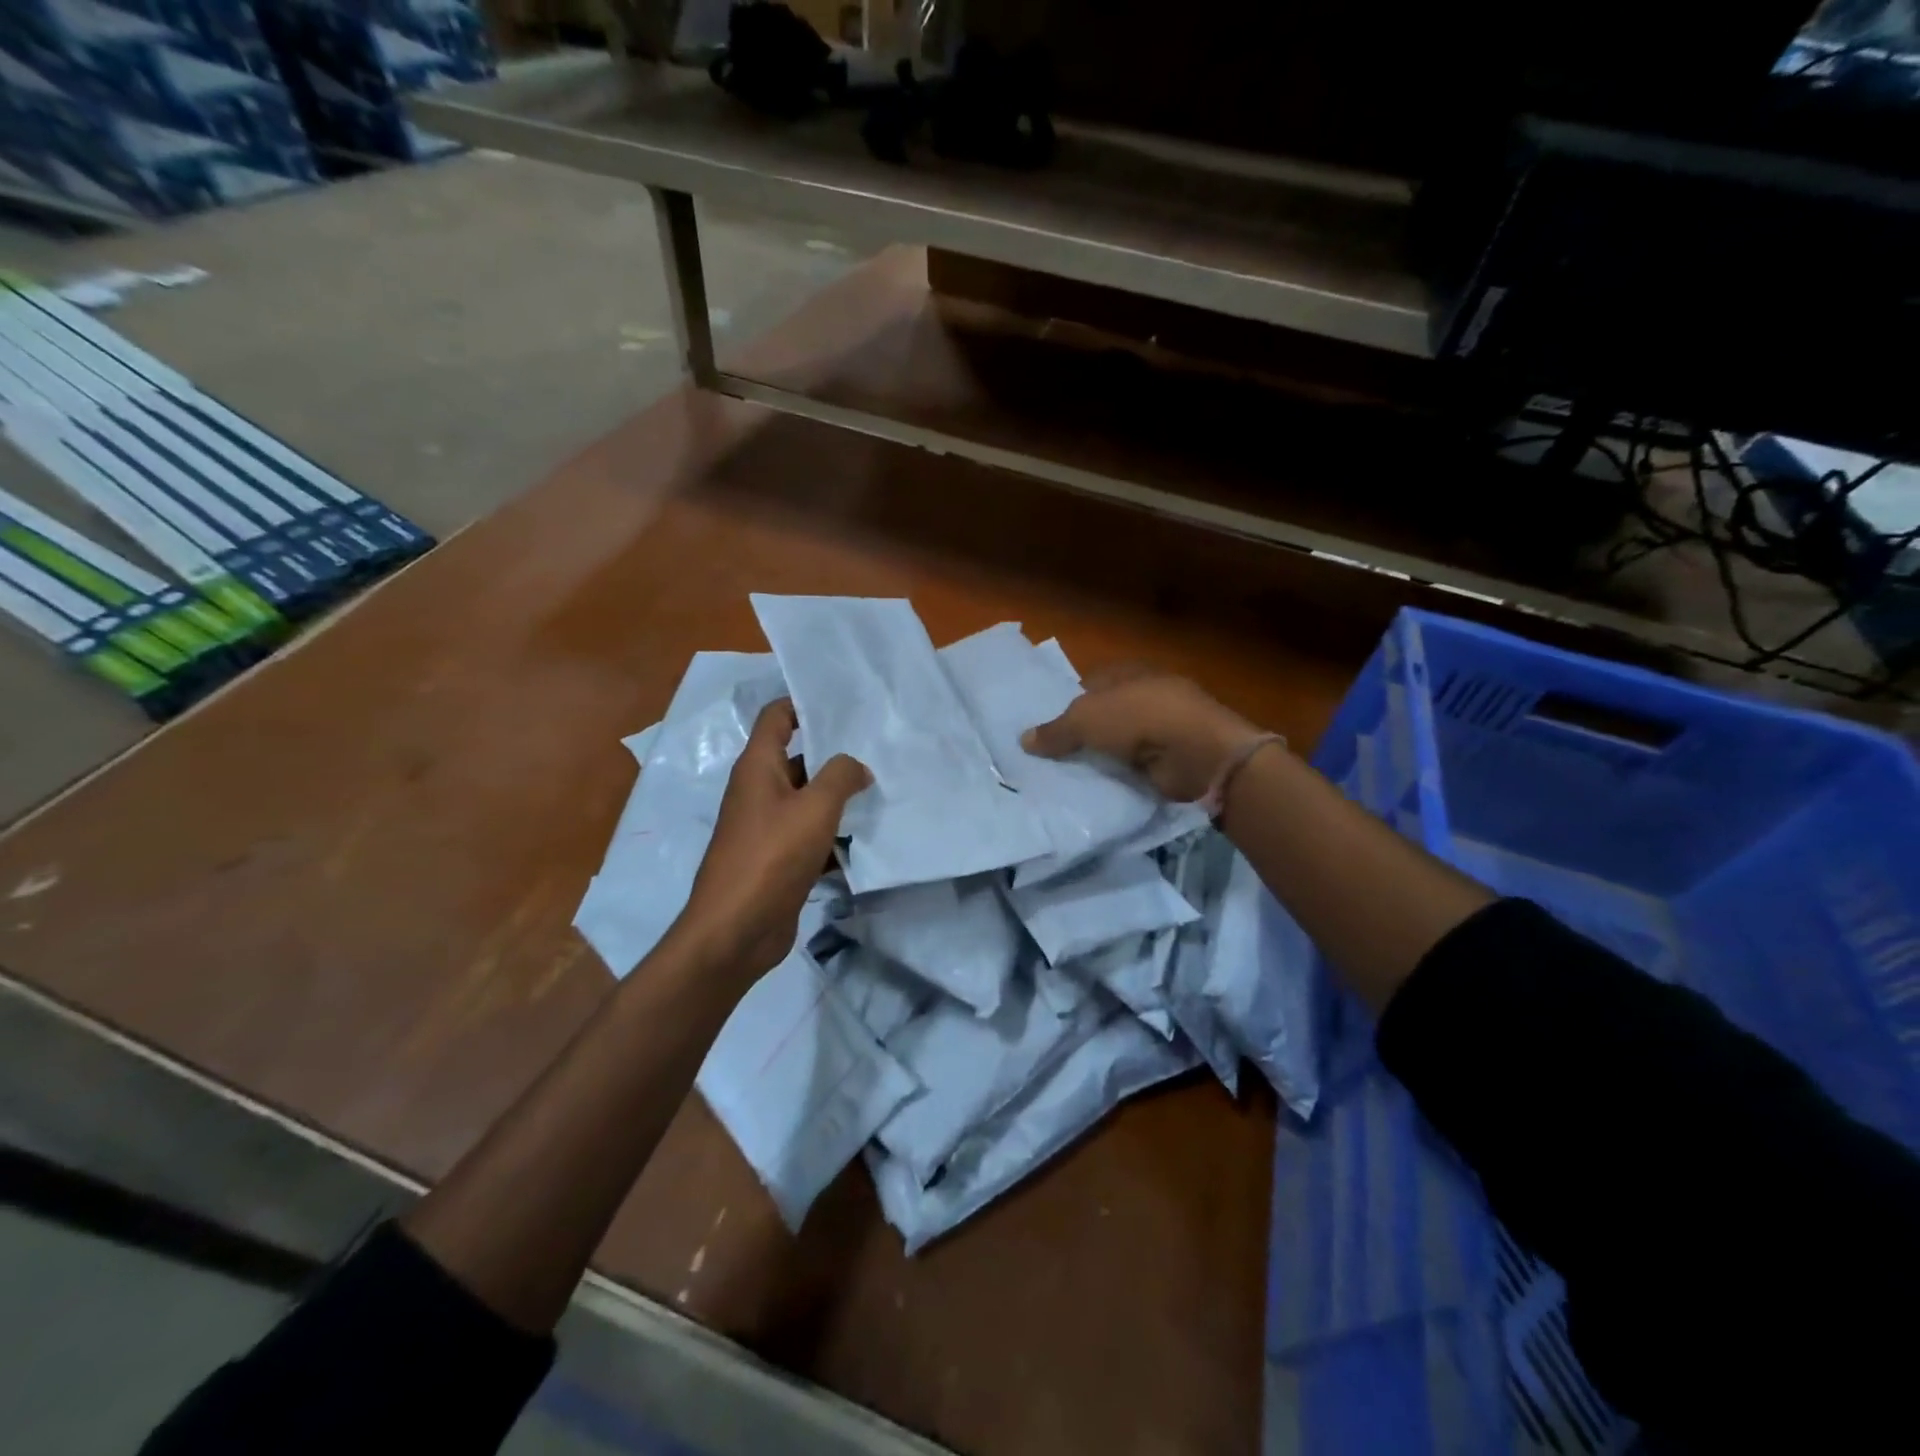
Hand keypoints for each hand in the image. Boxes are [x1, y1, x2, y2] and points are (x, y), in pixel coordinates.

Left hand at [678, 700, 870, 975]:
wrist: (736, 931)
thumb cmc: (771, 856)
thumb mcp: (815, 808)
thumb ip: (841, 776)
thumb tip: (857, 766)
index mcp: (757, 767)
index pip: (776, 717)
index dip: (804, 703)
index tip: (845, 702)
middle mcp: (759, 791)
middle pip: (798, 757)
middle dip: (835, 752)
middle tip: (878, 744)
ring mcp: (768, 827)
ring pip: (809, 799)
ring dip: (840, 796)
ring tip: (883, 786)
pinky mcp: (779, 859)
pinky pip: (811, 835)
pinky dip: (835, 835)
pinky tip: (867, 837)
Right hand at [1022, 664, 1265, 802]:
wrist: (1195, 751)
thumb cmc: (1137, 717)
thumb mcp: (1084, 719)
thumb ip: (1054, 731)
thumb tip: (1024, 740)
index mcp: (1128, 672)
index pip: (1090, 684)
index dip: (1068, 703)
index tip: (1046, 729)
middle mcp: (1146, 695)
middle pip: (1105, 715)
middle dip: (1083, 734)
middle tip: (1051, 758)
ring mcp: (1163, 727)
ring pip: (1120, 743)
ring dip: (1103, 757)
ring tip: (1068, 777)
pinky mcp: (1171, 758)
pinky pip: (1135, 767)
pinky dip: (1121, 776)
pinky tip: (1099, 788)